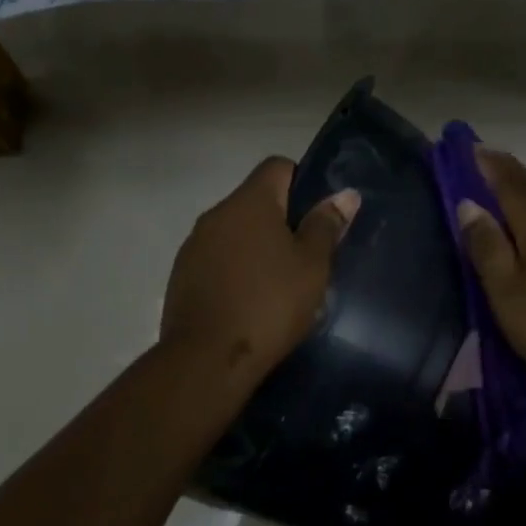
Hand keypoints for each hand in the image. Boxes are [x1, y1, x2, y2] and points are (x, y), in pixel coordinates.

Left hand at [160, 157, 359, 376]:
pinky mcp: (181, 277)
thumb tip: (345, 194)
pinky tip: (248, 303)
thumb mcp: (311, 267)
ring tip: (278, 285)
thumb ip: (326, 226)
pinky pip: (216, 261)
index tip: (319, 218)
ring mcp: (193, 246)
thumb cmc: (269, 305)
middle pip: (254, 202)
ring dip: (255, 248)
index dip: (302, 183)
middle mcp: (215, 215)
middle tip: (306, 257)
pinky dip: (234, 272)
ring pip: (234, 234)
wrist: (207, 359)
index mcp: (249, 202)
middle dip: (281, 222)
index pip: (277, 167)